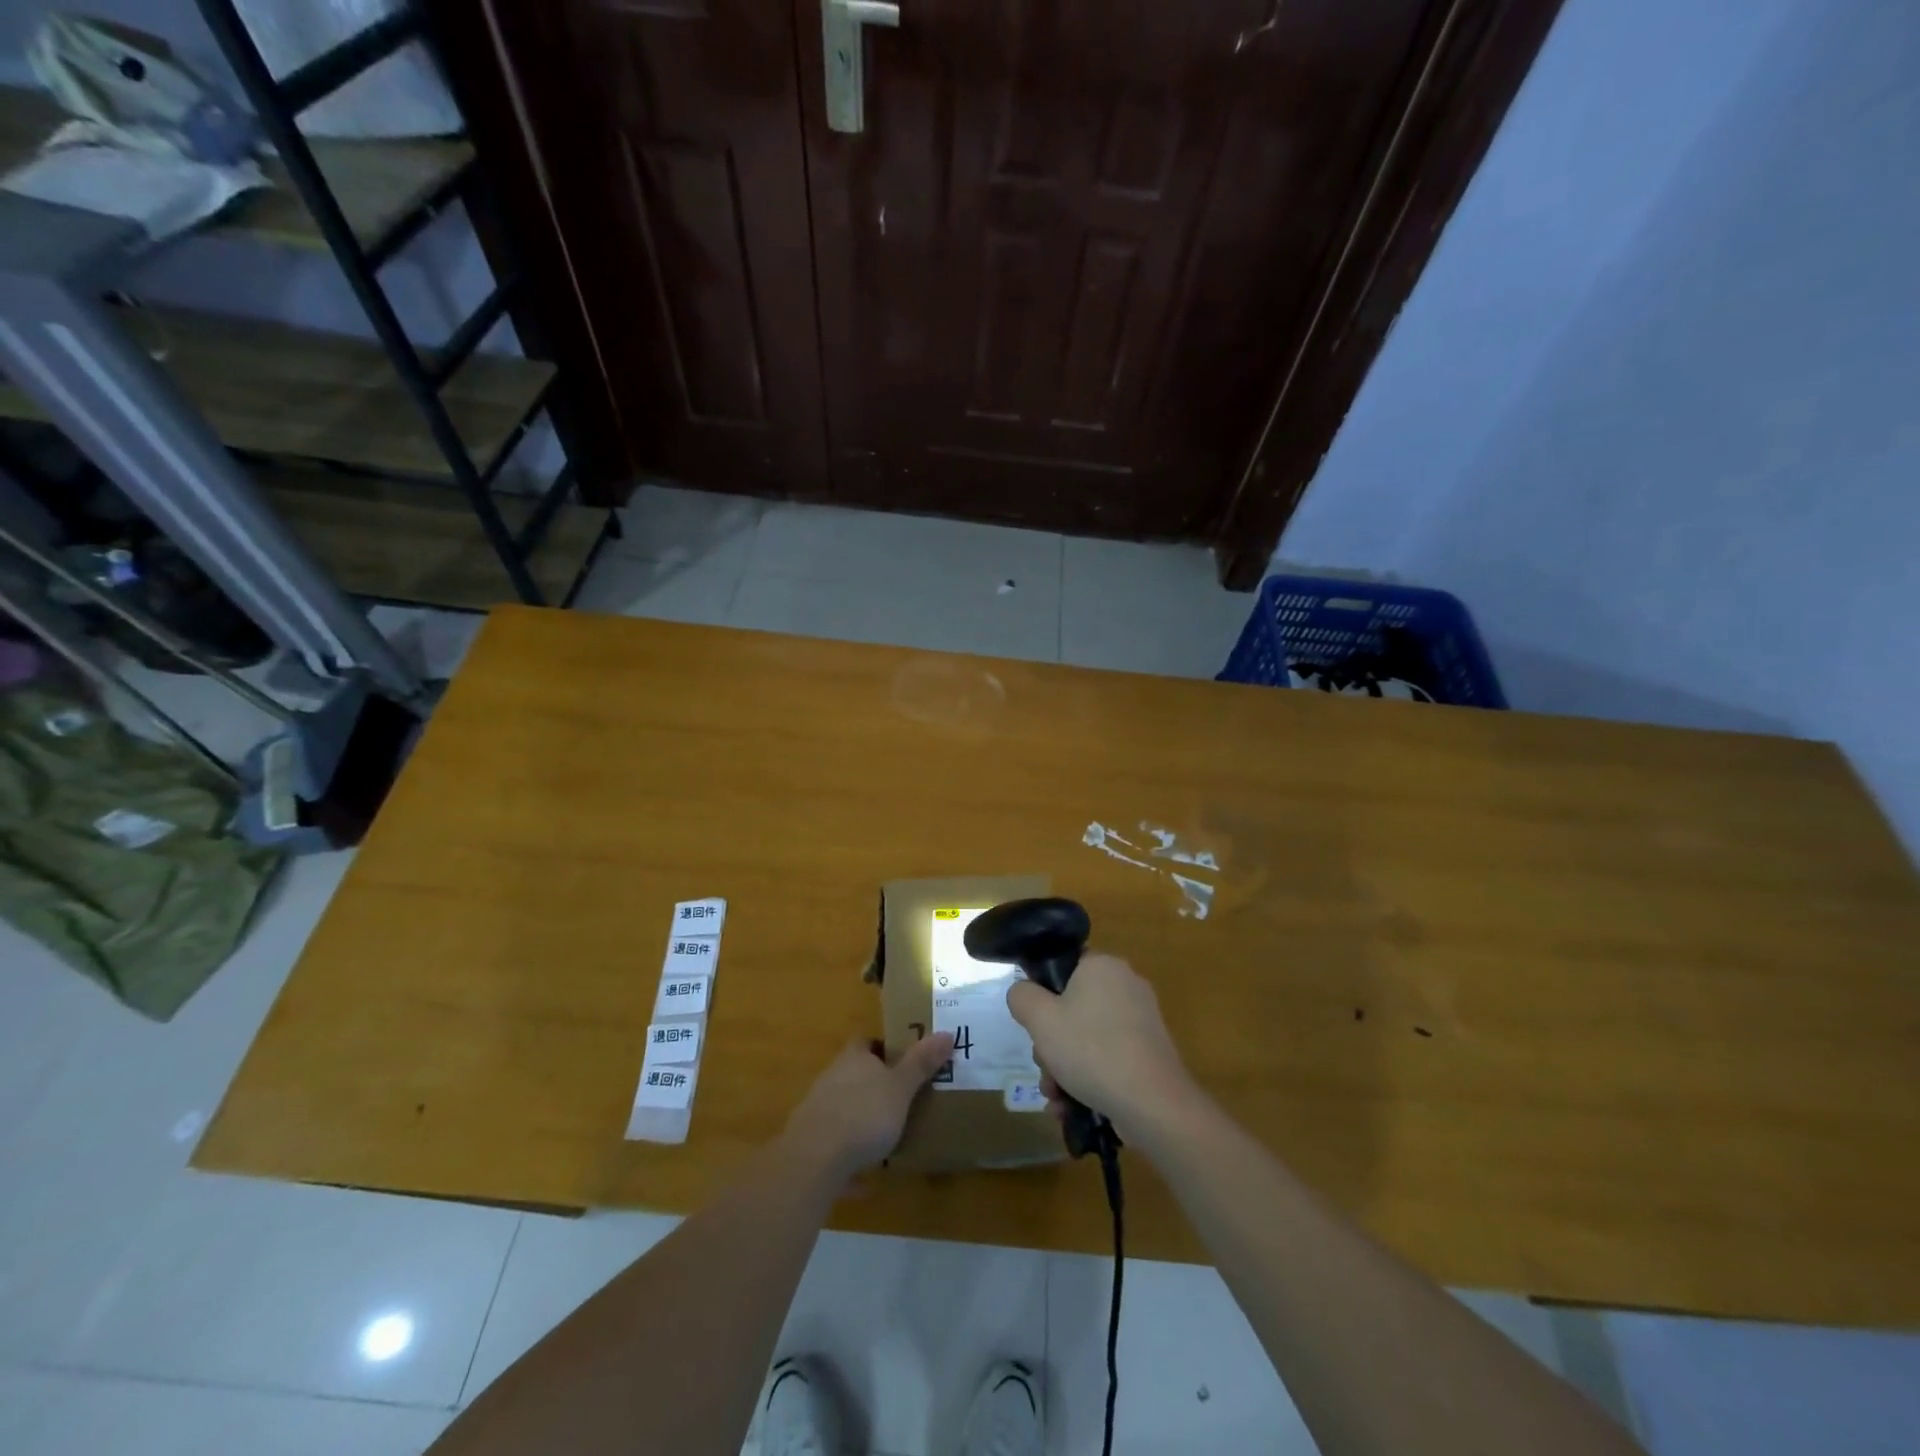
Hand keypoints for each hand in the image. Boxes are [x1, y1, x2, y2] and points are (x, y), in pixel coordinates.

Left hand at [783, 1034, 953, 1180]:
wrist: (814, 1159)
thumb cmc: (864, 1113)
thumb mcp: (901, 1088)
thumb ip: (921, 1063)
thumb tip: (947, 1033)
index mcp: (853, 1059)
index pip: (866, 1042)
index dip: (882, 1047)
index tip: (902, 1058)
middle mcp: (831, 1078)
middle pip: (853, 1074)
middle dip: (873, 1085)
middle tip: (900, 1099)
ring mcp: (817, 1110)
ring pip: (842, 1109)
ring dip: (859, 1121)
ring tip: (884, 1140)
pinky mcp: (809, 1143)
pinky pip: (834, 1147)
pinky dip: (848, 1160)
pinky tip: (865, 1182)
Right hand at [1006, 953, 1193, 1138]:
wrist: (1152, 1103)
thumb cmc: (1091, 1049)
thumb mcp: (1040, 1019)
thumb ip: (1022, 997)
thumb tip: (1023, 992)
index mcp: (1103, 966)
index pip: (1064, 966)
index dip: (1043, 993)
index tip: (1035, 1024)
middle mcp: (1126, 985)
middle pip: (1072, 1008)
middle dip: (1051, 1043)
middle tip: (1044, 1066)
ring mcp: (1141, 1021)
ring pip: (1087, 1037)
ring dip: (1064, 1067)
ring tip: (1056, 1097)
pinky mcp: (1149, 1053)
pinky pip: (1108, 1057)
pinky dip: (1089, 1078)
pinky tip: (1073, 1107)